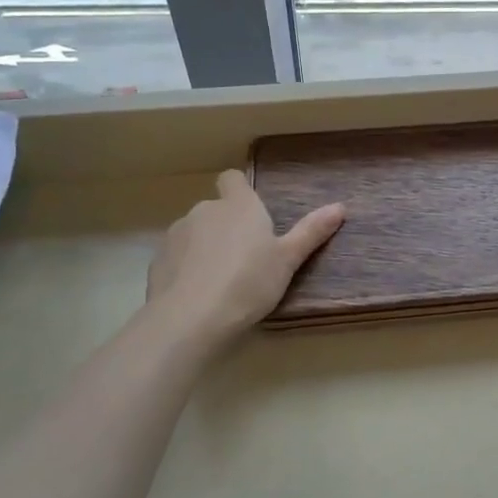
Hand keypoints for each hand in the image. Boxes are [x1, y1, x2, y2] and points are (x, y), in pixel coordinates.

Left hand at [146, 171, 344, 338]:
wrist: (190, 318)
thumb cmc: (248, 282)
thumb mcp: (288, 260)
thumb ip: (311, 232)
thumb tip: (340, 207)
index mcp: (238, 205)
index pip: (232, 179)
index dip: (239, 190)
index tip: (250, 212)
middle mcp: (205, 211)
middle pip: (216, 209)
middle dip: (226, 227)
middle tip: (246, 258)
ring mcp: (176, 234)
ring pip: (194, 233)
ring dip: (204, 247)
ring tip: (220, 281)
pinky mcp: (157, 261)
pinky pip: (176, 257)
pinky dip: (185, 269)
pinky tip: (197, 295)